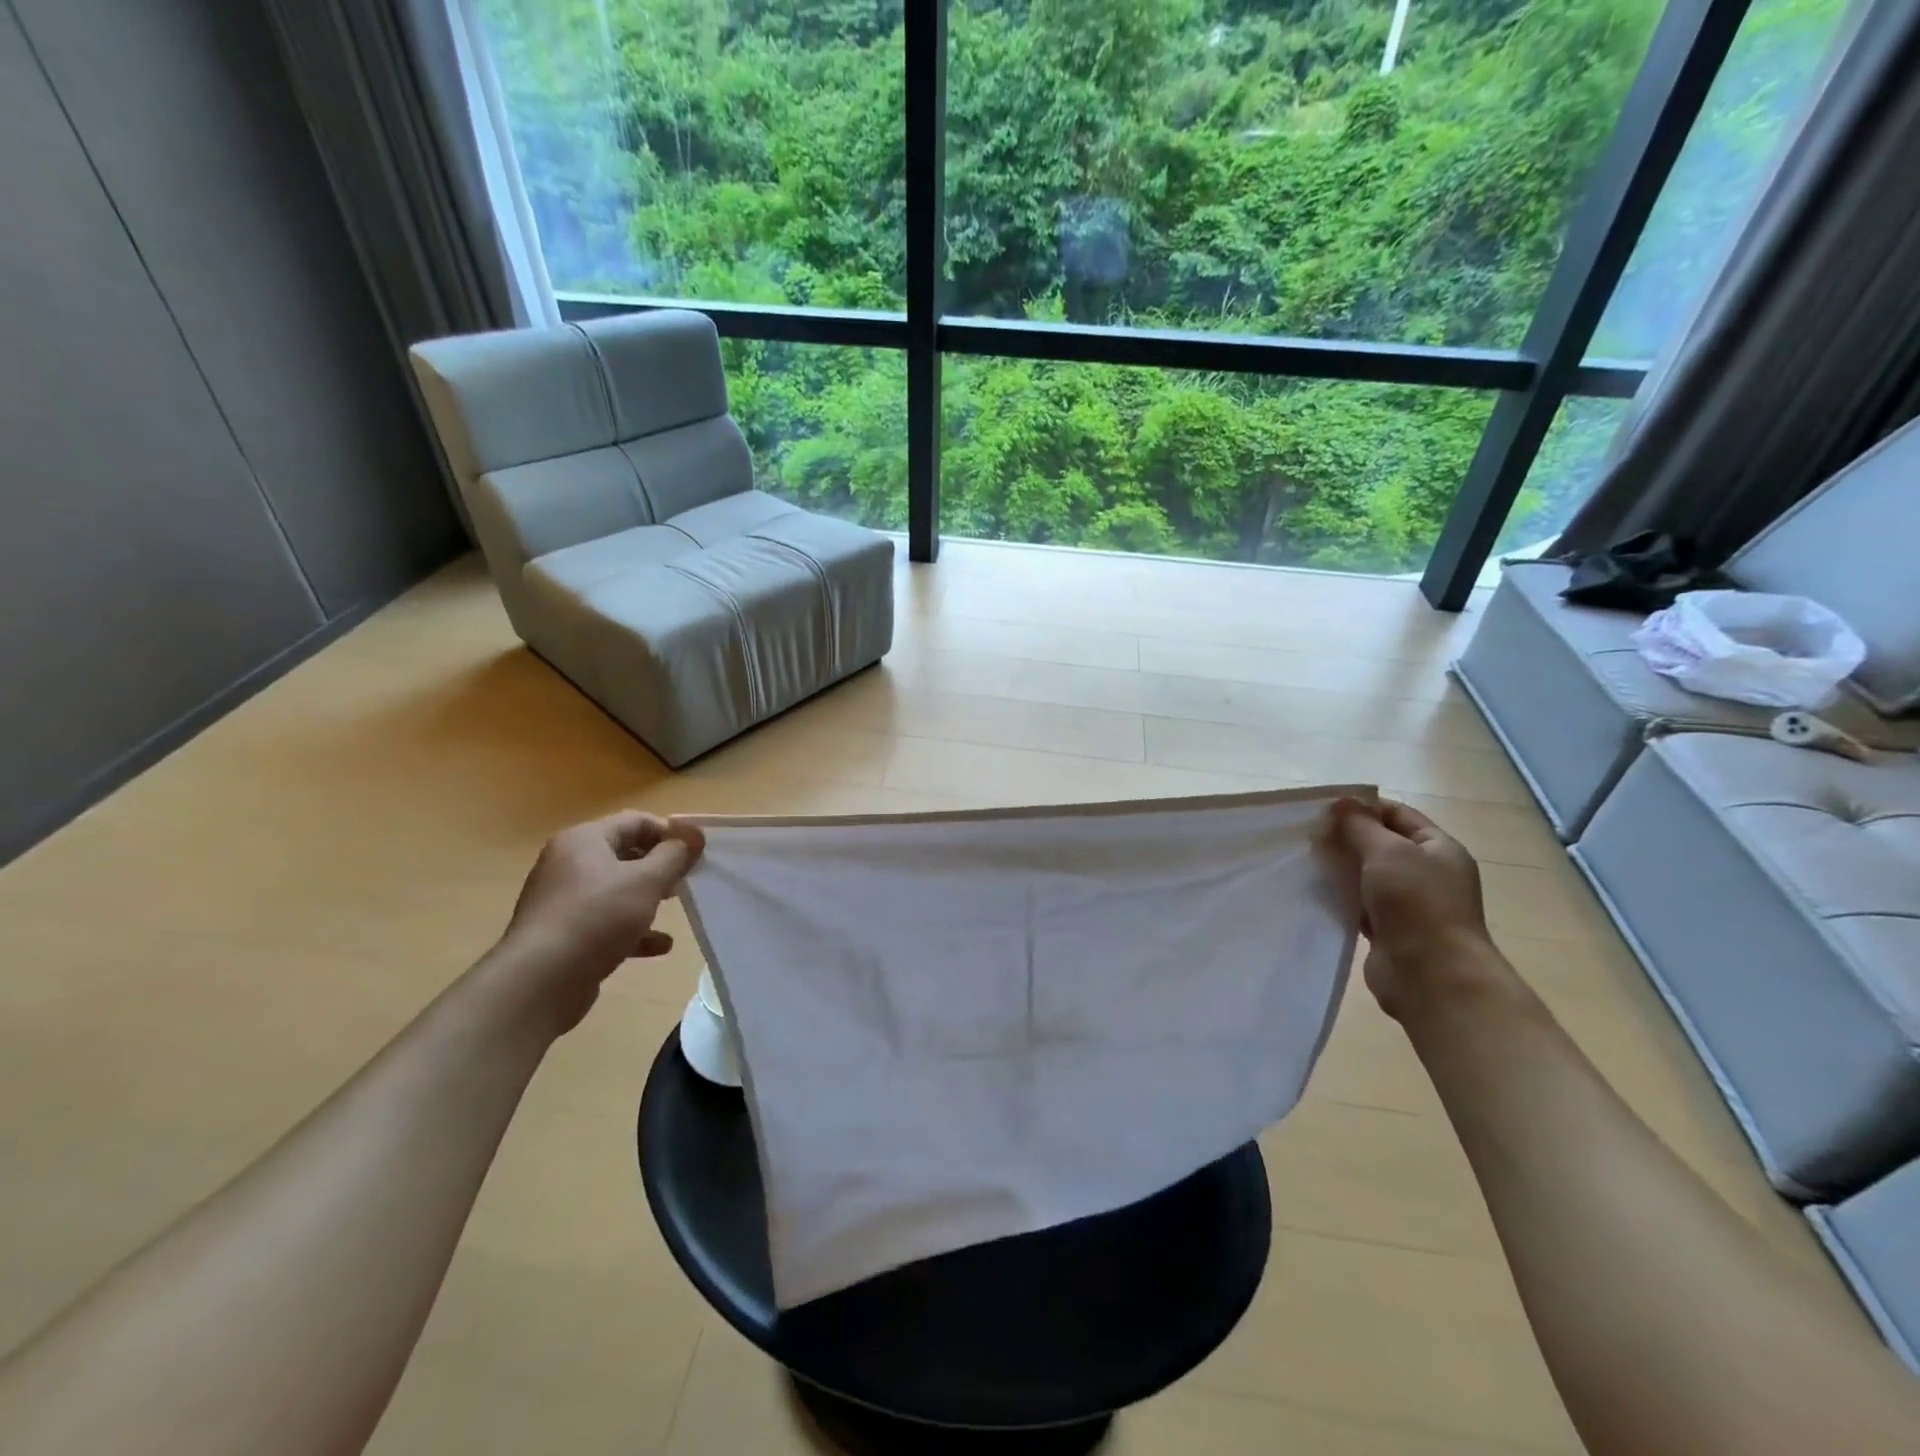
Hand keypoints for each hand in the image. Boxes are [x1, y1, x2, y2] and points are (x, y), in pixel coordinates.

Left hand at [499, 811, 705, 1032]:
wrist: (539, 981)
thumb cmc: (596, 918)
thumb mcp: (646, 881)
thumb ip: (674, 855)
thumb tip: (694, 834)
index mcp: (584, 841)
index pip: (635, 821)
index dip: (669, 832)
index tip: (696, 852)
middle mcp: (568, 864)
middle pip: (625, 854)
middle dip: (660, 866)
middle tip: (688, 879)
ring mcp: (563, 901)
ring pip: (616, 890)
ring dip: (649, 898)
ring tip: (677, 908)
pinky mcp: (564, 934)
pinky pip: (606, 922)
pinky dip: (633, 929)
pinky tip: (660, 946)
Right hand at [1330, 798, 1493, 1020]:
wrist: (1431, 976)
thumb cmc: (1417, 903)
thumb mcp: (1388, 851)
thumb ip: (1360, 826)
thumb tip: (1341, 804)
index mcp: (1439, 849)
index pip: (1398, 814)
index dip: (1363, 807)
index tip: (1325, 809)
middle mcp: (1427, 874)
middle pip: (1381, 844)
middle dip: (1346, 838)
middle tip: (1309, 834)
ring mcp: (1409, 905)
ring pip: (1367, 875)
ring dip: (1340, 868)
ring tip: (1306, 861)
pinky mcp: (1388, 931)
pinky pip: (1359, 905)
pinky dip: (1340, 897)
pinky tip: (1315, 891)